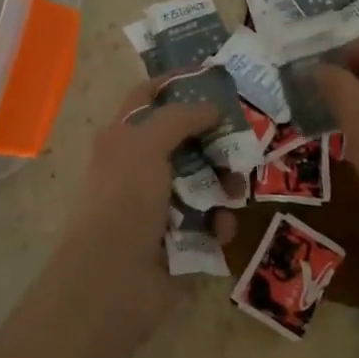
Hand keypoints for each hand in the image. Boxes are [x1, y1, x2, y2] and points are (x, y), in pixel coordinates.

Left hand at [58, 79, 237, 334]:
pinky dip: (218, 221)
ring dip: (225, 182)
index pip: (149, 97)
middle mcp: (141, 166)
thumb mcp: (145, 145)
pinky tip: (218, 228)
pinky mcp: (181, 238)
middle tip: (245, 135)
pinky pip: (211, 219)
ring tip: (236, 190)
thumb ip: (180, 117)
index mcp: (123, 139)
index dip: (176, 81)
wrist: (113, 282)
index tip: (214, 75)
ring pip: (205, 178)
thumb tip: (211, 106)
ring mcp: (161, 204)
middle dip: (216, 137)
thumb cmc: (124, 201)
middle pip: (187, 138)